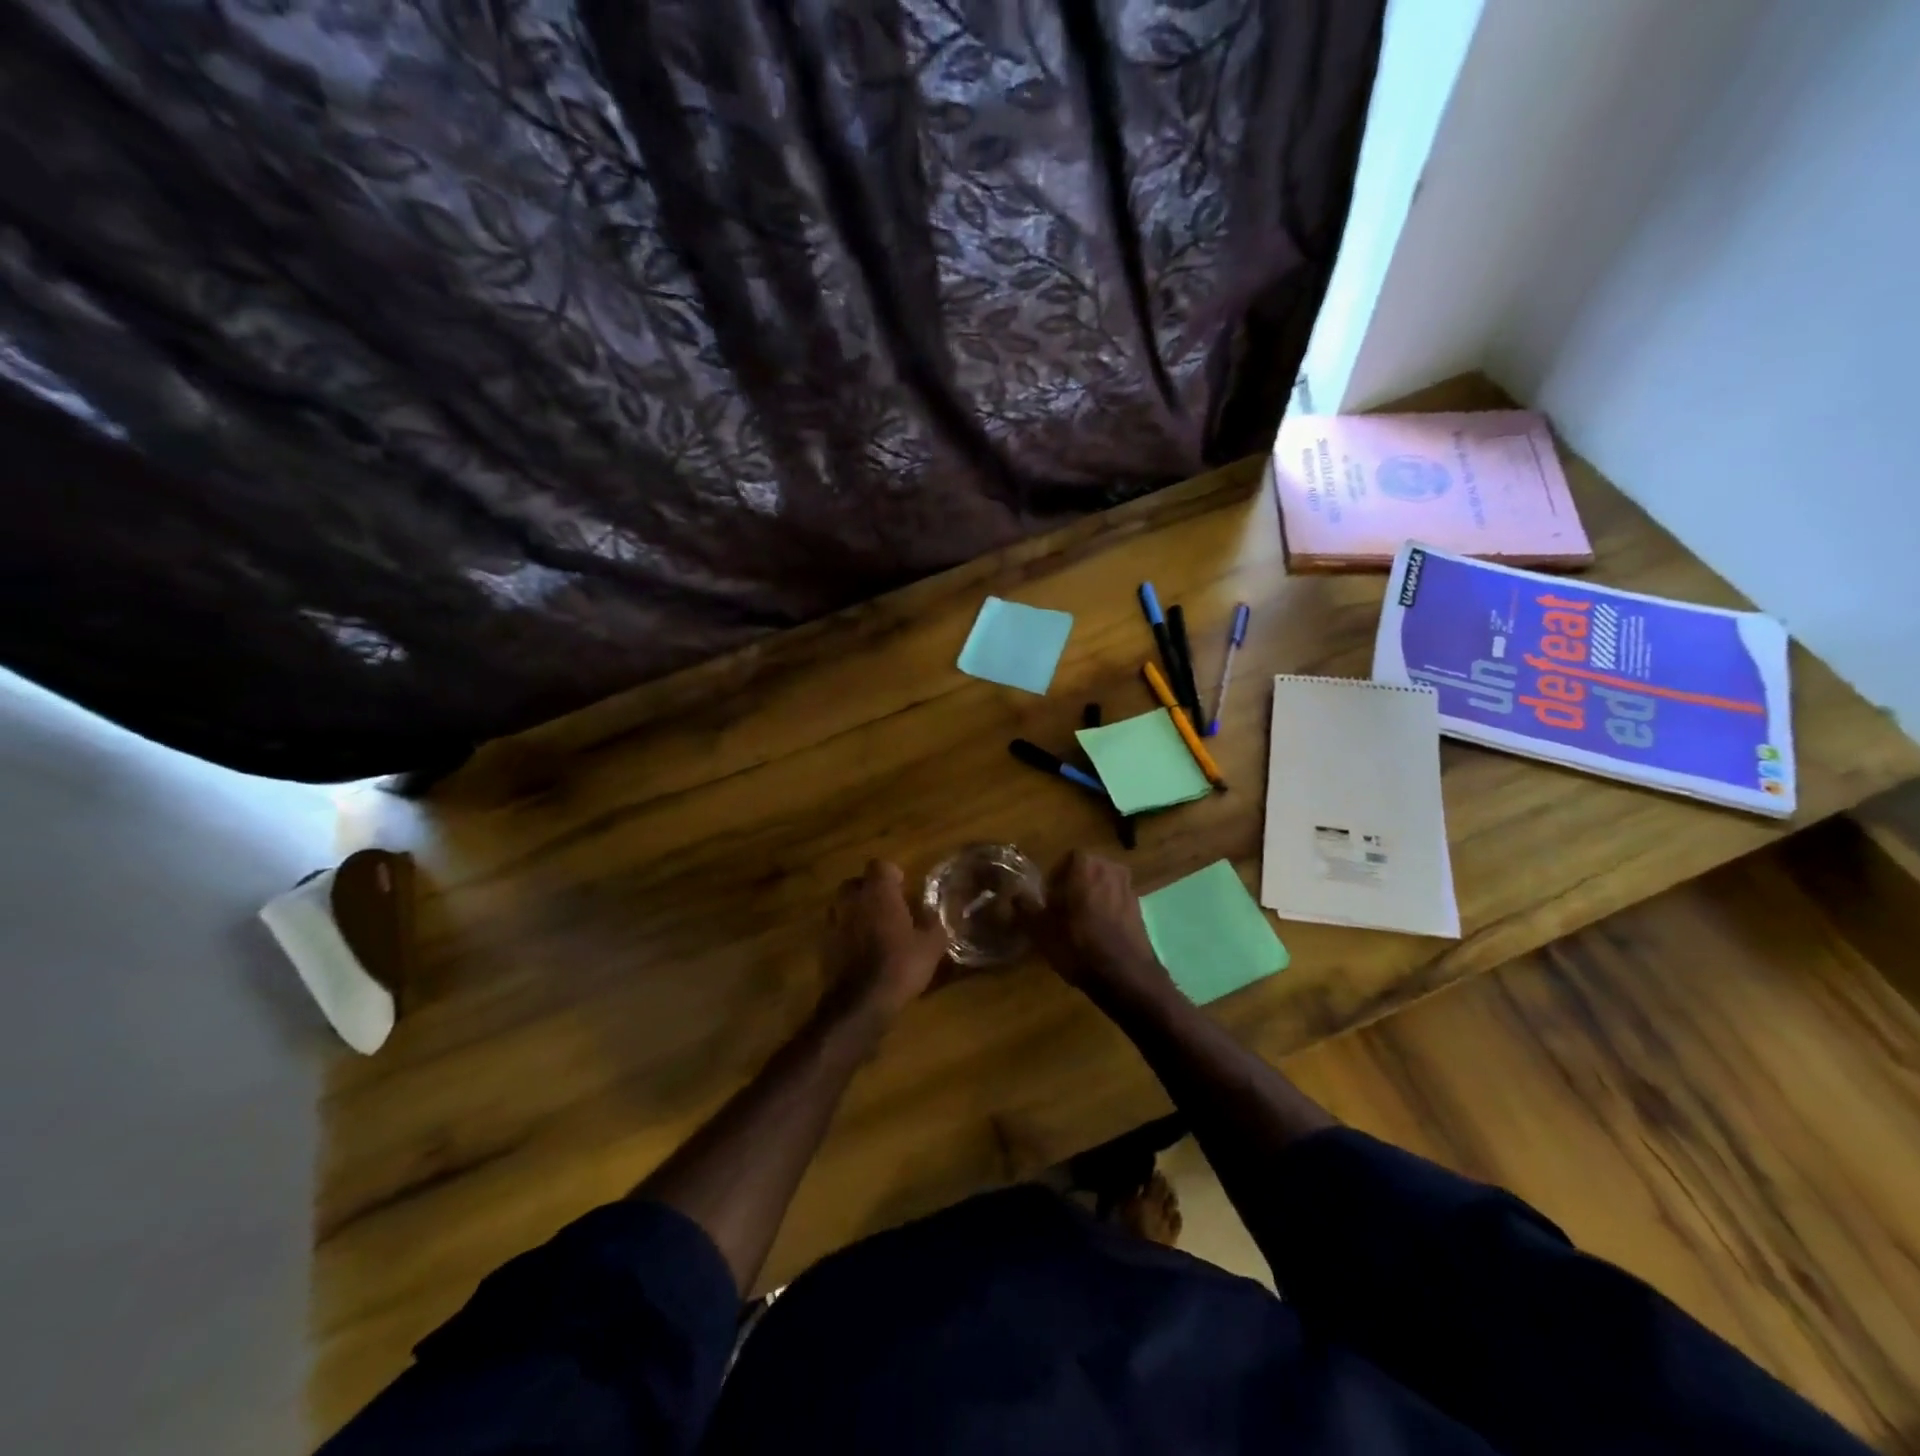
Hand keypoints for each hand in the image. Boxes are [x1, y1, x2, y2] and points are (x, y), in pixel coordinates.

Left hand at [820, 861, 948, 1024]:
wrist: (860, 1002)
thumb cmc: (900, 965)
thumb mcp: (932, 945)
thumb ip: (934, 923)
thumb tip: (933, 913)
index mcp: (878, 891)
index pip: (880, 865)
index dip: (892, 875)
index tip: (903, 888)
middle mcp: (852, 899)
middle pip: (857, 883)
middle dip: (871, 891)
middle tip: (888, 908)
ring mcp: (833, 921)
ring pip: (844, 905)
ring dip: (857, 912)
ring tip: (874, 930)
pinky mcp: (823, 944)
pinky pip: (837, 928)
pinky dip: (847, 934)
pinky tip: (861, 951)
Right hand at [1022, 851, 1176, 1006]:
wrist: (1124, 975)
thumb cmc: (1078, 946)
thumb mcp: (1041, 929)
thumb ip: (1026, 907)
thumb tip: (1016, 894)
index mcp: (1086, 865)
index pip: (1066, 859)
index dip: (1055, 878)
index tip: (1048, 899)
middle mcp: (1110, 868)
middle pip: (1086, 870)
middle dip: (1073, 885)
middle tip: (1060, 910)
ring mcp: (1129, 888)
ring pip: (1102, 885)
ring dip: (1090, 897)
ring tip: (1079, 923)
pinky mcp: (1139, 909)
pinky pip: (1116, 901)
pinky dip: (1106, 910)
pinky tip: (1098, 933)